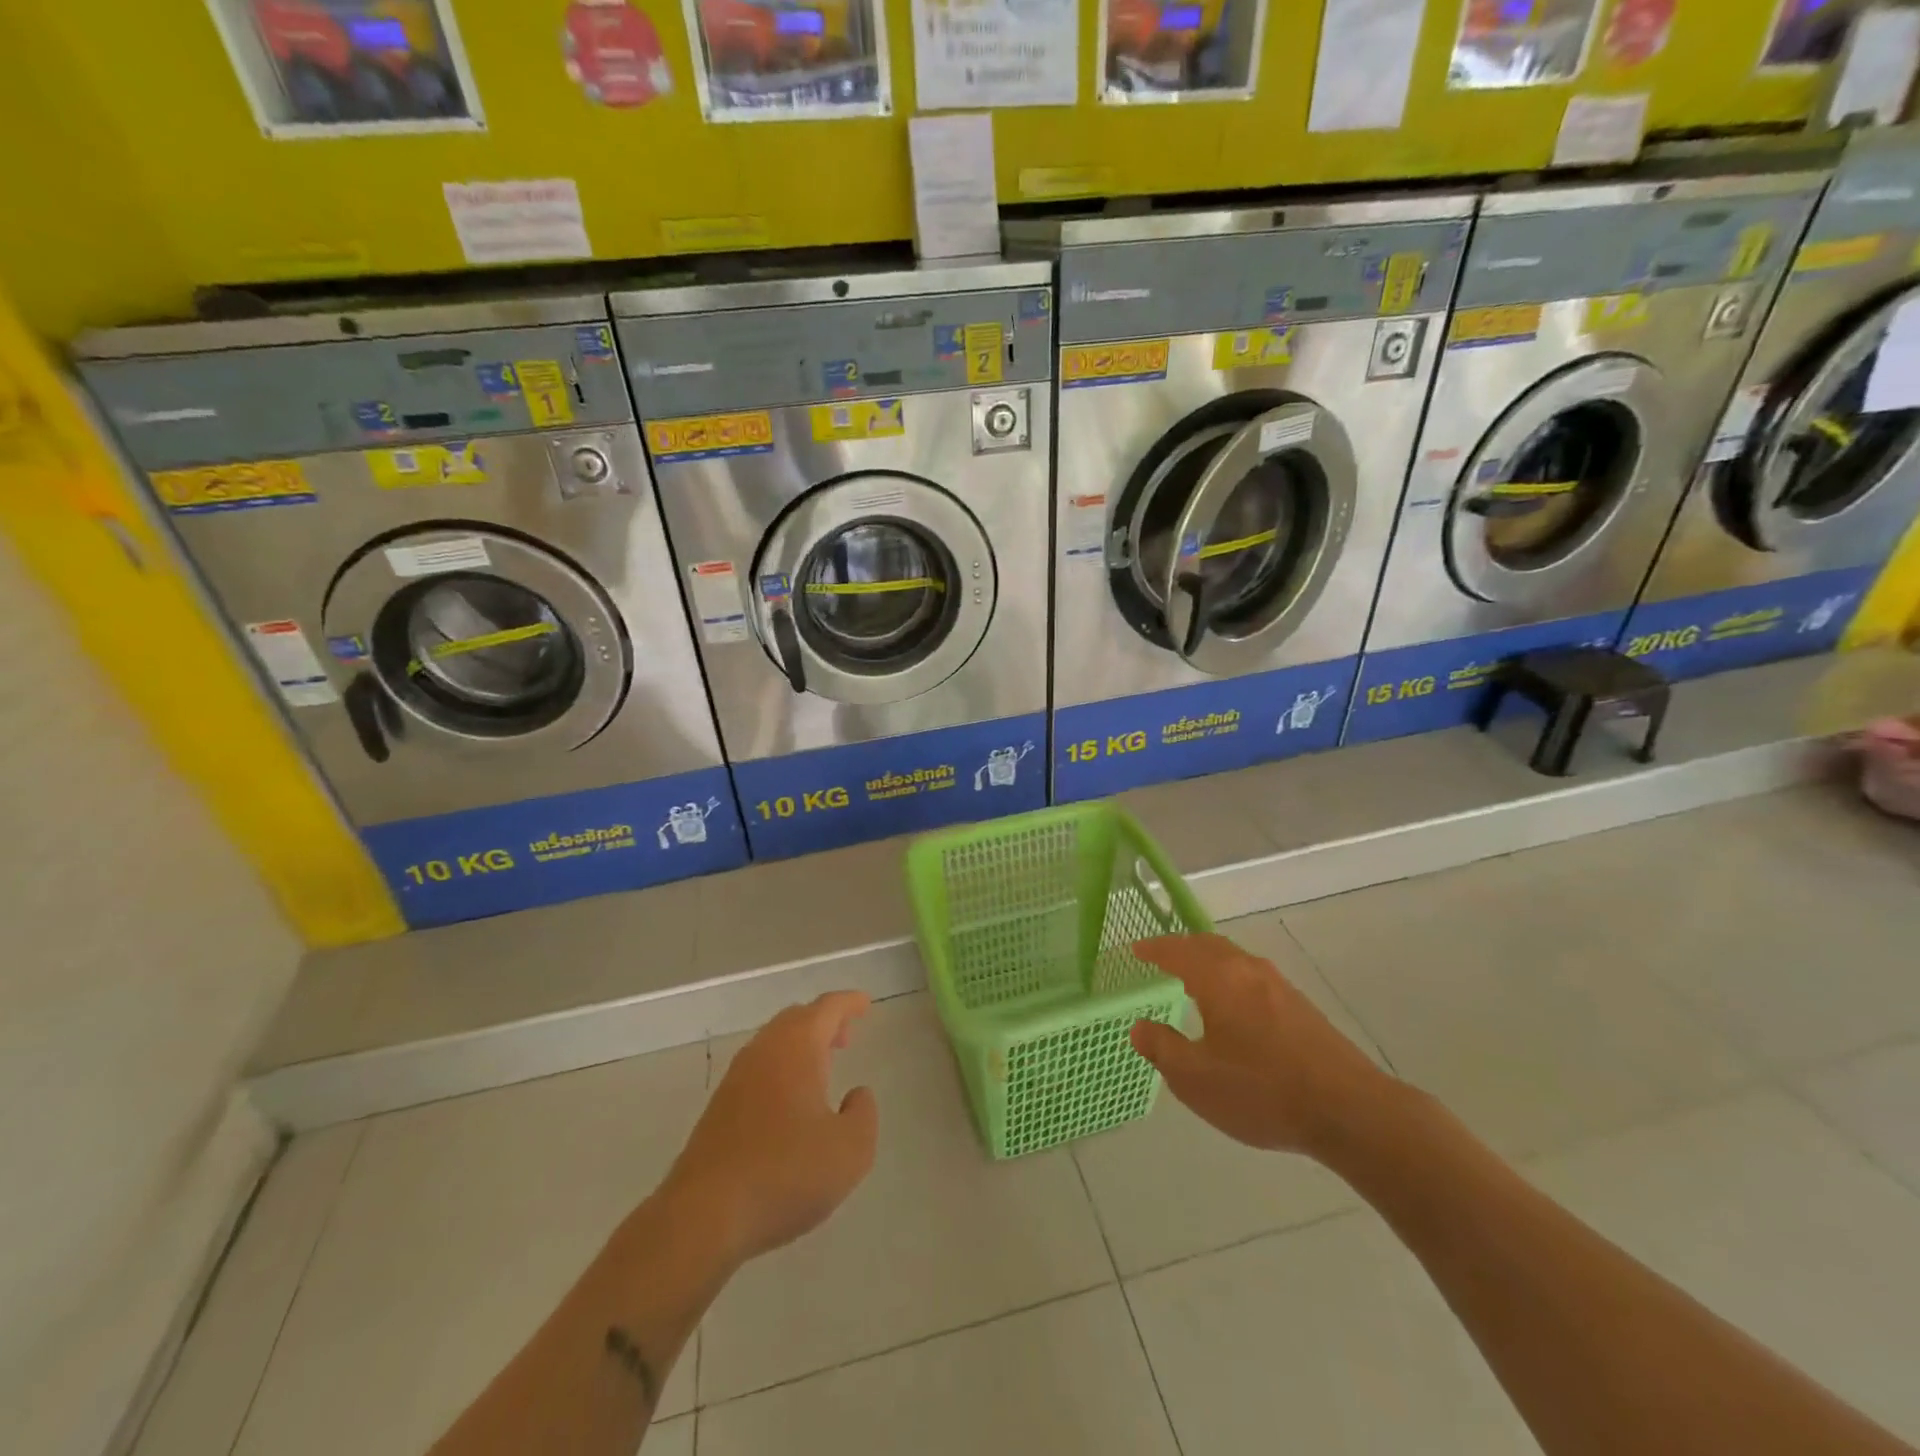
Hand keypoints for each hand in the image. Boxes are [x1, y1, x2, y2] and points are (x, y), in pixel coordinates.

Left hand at [665, 991, 878, 1266]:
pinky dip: (781, 1069)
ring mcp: (736, 1079)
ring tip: (822, 1067)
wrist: (703, 1216)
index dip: (848, 1003)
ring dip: (800, 1046)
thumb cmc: (786, 1174)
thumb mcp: (850, 1151)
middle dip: (823, 1022)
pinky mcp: (719, 1109)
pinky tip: (790, 1102)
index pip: (826, 1009)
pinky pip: (758, 1069)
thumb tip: (856, 1095)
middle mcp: (764, 1052)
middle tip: (845, 1035)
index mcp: (797, 1049)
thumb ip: (863, 1115)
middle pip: (796, 1019)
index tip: (864, 1003)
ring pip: (774, 1044)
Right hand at [1130, 933, 1392, 1159]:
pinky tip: (1233, 1009)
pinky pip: (1254, 979)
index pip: (1177, 951)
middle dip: (1182, 948)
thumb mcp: (1196, 1079)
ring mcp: (1280, 987)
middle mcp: (1249, 971)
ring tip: (1193, 981)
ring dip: (1209, 963)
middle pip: (1209, 946)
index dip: (1154, 949)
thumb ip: (1162, 1048)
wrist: (1351, 1112)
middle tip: (1161, 958)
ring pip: (1235, 961)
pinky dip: (1231, 980)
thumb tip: (1140, 1027)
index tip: (1136, 949)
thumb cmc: (1262, 1091)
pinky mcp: (1302, 1008)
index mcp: (1218, 978)